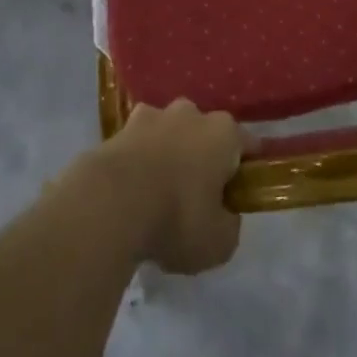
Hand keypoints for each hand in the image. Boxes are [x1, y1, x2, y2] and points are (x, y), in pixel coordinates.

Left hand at [89, 100, 242, 274]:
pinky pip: (138, 144)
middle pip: (205, 132)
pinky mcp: (119, 128)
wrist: (110, 203)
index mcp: (223, 133)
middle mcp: (191, 114)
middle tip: (198, 194)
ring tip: (159, 192)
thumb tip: (223, 214)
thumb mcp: (219, 242)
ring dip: (168, 153)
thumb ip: (229, 224)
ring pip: (169, 132)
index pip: (246, 144)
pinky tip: (132, 189)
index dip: (247, 167)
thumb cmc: (176, 218)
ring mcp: (152, 116)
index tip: (242, 192)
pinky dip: (138, 160)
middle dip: (203, 156)